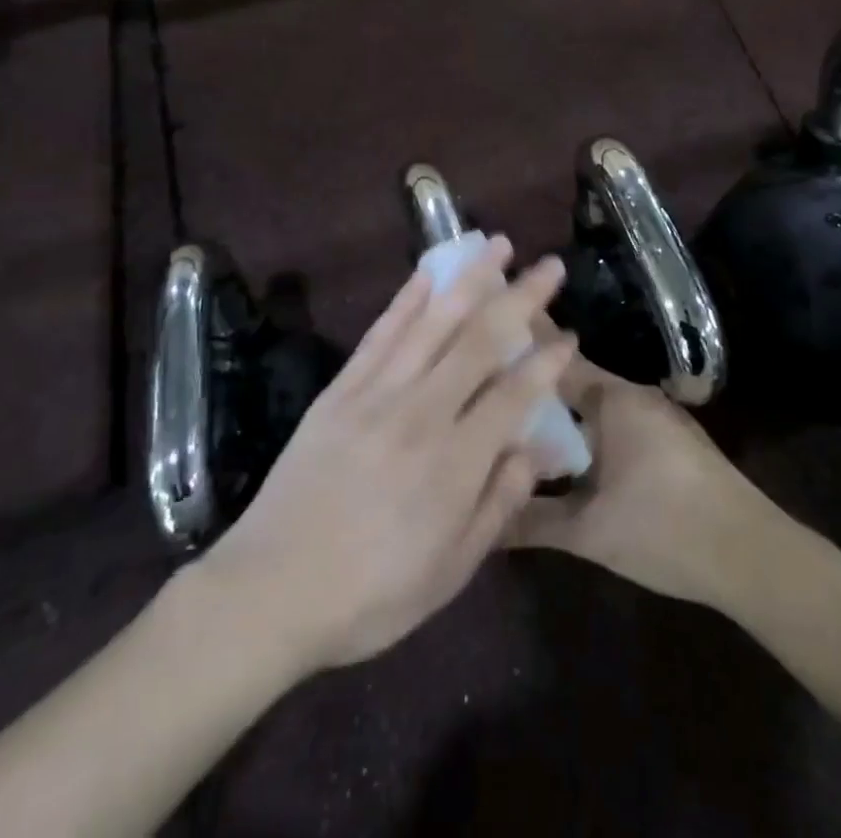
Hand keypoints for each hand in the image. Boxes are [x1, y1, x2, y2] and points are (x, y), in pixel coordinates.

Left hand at [198, 238, 574, 671]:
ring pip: (432, 323)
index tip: (569, 334)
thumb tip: (534, 451)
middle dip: (520, 298)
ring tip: (496, 245)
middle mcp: (421, 414)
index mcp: (454, 464)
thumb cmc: (369, 595)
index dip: (546, 361)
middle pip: (480, 341)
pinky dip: (407, 299)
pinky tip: (428, 273)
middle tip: (549, 266)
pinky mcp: (342, 389)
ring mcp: (377, 394)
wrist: (270, 589)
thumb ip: (497, 506)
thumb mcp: (449, 573)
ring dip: (469, 279)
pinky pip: (381, 333)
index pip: (514, 394)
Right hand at [507, 354, 787, 610]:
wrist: (752, 556)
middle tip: (485, 382)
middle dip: (533, 379)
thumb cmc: (665, 530)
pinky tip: (564, 449)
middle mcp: (632, 395)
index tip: (482, 329)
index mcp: (612, 399)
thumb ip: (530, 520)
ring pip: (593, 401)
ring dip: (559, 406)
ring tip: (513, 413)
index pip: (554, 359)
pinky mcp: (668, 439)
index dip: (518, 347)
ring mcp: (654, 415)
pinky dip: (584, 425)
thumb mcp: (589, 532)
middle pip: (571, 377)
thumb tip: (479, 519)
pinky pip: (612, 419)